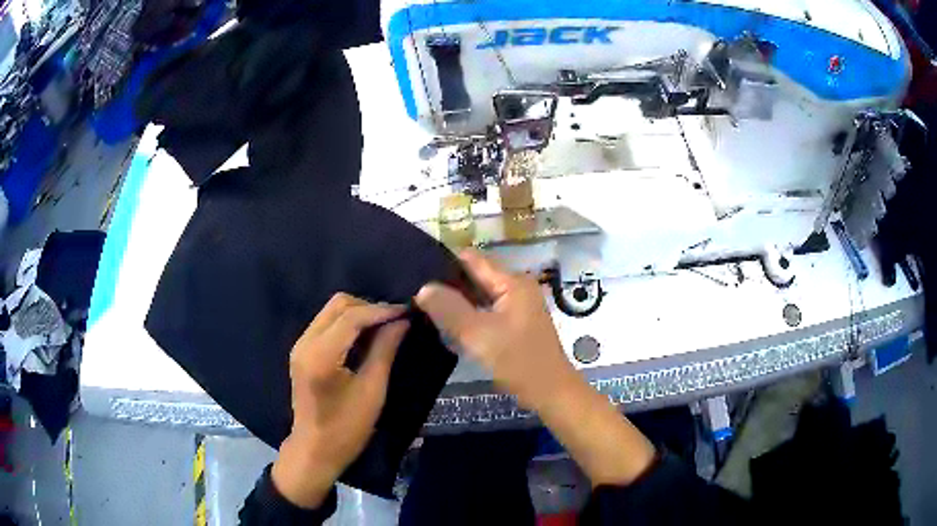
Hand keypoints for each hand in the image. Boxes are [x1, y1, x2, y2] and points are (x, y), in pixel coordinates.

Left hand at [272, 294, 408, 507]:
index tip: (407, 312)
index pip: (352, 316)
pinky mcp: (302, 351)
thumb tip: (402, 321)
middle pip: (338, 304)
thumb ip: (385, 350)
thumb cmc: (347, 428)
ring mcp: (300, 345)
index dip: (381, 310)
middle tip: (396, 321)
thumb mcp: (372, 391)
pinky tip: (365, 336)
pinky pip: (326, 323)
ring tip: (384, 327)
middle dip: (369, 307)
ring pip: (331, 310)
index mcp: (320, 355)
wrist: (315, 449)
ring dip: (358, 313)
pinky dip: (347, 323)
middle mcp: (305, 342)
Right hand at [415, 250, 575, 411]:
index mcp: (512, 282)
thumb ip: (448, 308)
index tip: (415, 274)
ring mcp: (517, 306)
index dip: (443, 262)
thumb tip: (423, 287)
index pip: (471, 259)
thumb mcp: (477, 334)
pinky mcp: (515, 323)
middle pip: (475, 275)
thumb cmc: (517, 360)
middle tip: (415, 294)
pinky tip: (447, 323)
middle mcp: (516, 287)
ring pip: (479, 295)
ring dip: (456, 301)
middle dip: (447, 284)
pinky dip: (468, 314)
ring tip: (424, 306)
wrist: (549, 392)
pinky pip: (486, 310)